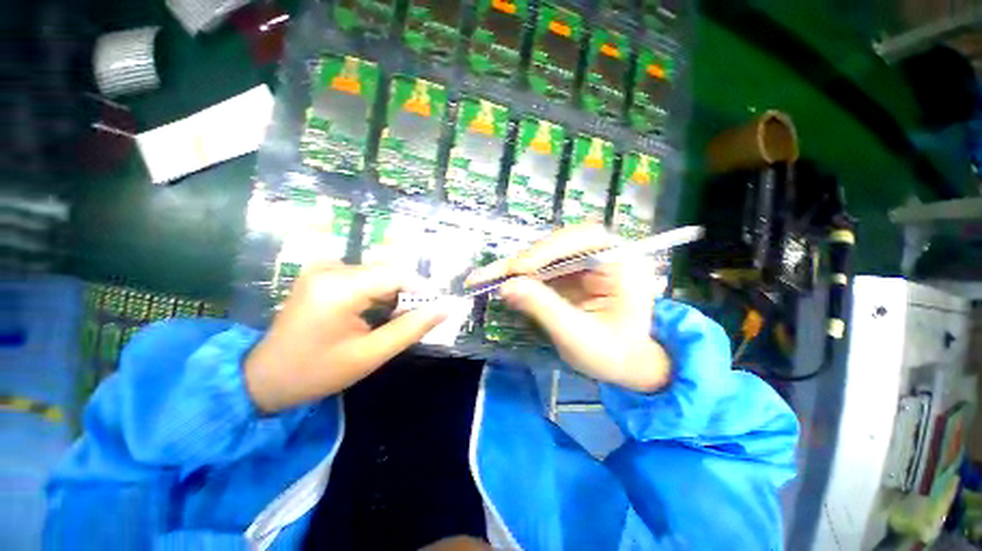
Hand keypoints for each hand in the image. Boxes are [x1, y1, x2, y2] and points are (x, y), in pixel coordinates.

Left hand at [244, 263, 447, 412]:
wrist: (264, 377)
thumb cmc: (317, 372)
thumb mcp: (370, 355)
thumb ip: (411, 329)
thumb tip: (445, 308)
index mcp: (339, 288)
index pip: (396, 274)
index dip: (422, 289)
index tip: (436, 308)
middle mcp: (331, 269)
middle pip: (388, 271)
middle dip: (408, 293)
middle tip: (415, 319)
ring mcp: (323, 269)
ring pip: (378, 273)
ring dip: (394, 293)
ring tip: (395, 319)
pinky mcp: (322, 274)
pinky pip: (364, 276)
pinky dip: (378, 291)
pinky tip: (376, 312)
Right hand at [465, 225, 669, 391]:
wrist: (629, 366)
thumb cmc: (614, 355)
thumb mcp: (579, 336)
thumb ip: (544, 308)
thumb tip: (506, 287)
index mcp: (622, 263)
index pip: (584, 239)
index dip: (548, 250)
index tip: (518, 269)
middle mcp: (604, 254)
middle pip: (558, 244)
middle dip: (524, 260)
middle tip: (492, 275)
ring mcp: (585, 263)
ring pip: (546, 255)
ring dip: (517, 267)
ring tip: (488, 277)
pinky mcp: (571, 274)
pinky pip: (542, 269)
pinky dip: (521, 277)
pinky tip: (501, 281)